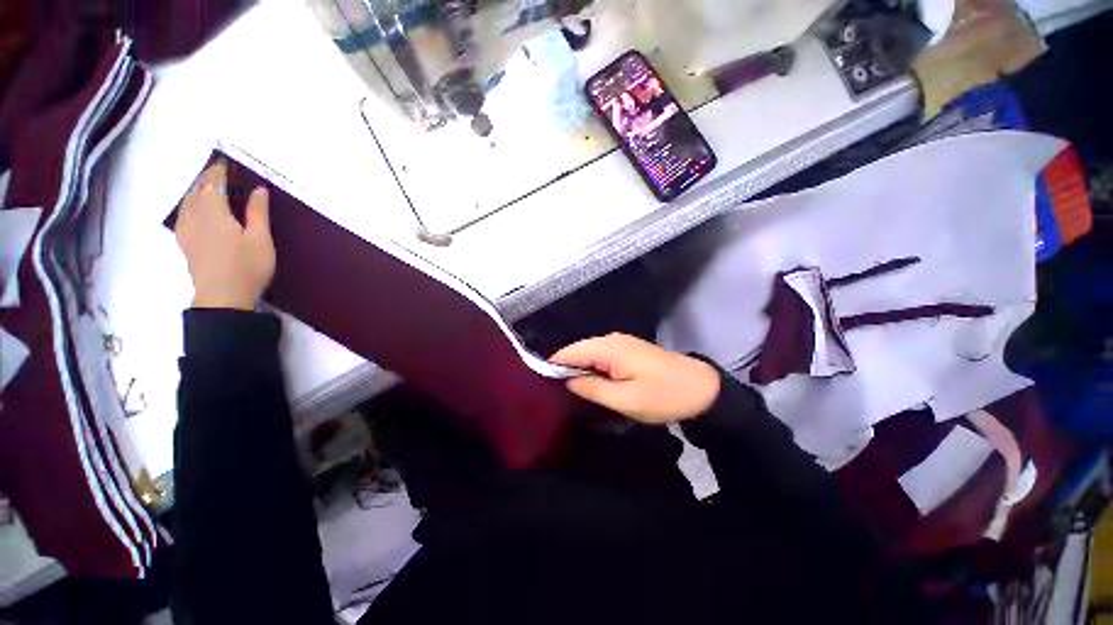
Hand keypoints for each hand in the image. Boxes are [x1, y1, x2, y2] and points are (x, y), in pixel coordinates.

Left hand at [175, 160, 274, 310]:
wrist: (223, 297)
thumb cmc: (247, 267)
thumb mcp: (261, 239)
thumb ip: (257, 212)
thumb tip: (258, 189)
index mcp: (214, 212)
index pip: (213, 184)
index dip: (219, 172)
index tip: (225, 162)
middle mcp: (195, 216)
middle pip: (197, 190)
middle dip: (206, 178)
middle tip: (217, 170)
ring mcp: (186, 230)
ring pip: (187, 201)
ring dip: (195, 189)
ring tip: (205, 184)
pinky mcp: (185, 242)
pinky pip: (182, 213)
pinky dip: (188, 203)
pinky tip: (192, 207)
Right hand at [551, 333, 720, 423]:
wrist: (701, 388)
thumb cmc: (663, 396)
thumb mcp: (625, 399)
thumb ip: (592, 389)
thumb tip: (567, 382)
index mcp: (608, 349)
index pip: (569, 352)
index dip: (553, 366)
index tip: (540, 385)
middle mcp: (611, 339)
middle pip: (577, 351)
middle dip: (564, 369)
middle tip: (552, 392)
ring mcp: (620, 342)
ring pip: (588, 353)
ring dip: (578, 369)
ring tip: (566, 390)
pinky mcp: (627, 349)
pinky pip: (600, 356)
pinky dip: (591, 367)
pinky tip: (589, 382)